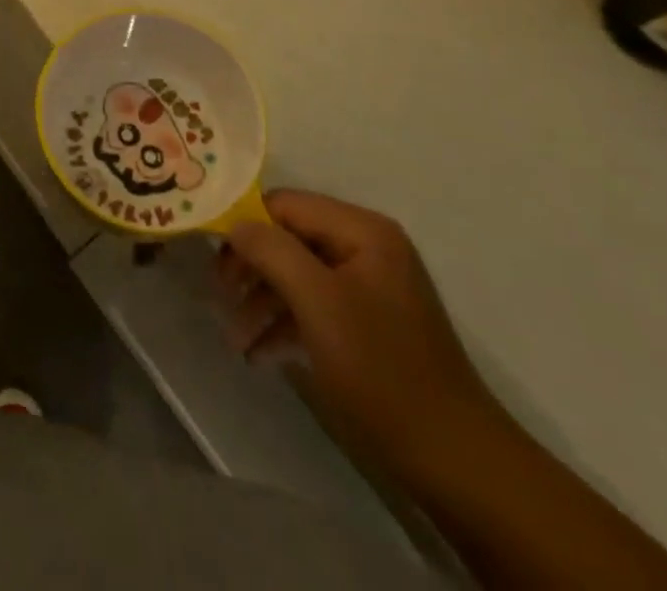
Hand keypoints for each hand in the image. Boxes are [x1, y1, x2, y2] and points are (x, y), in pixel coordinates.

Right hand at [216, 189, 504, 476]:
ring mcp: (367, 286)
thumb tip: (234, 224)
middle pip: (288, 238)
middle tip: (220, 298)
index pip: (284, 204)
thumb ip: (271, 250)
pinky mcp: (366, 323)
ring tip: (235, 339)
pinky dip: (284, 324)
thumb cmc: (382, 370)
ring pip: (296, 275)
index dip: (245, 224)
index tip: (211, 255)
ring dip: (262, 302)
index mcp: (362, 230)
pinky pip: (313, 306)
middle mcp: (365, 247)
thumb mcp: (318, 302)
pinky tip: (260, 354)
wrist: (455, 461)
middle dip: (251, 268)